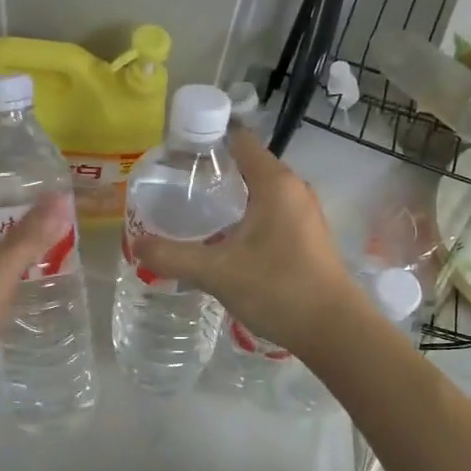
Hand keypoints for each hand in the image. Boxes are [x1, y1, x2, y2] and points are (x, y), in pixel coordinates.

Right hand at [132, 128, 359, 355]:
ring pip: (260, 192)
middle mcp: (293, 189)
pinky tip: (224, 240)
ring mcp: (304, 213)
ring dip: (230, 198)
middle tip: (175, 187)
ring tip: (194, 213)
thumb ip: (173, 256)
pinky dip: (246, 217)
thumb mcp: (217, 272)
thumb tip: (136, 245)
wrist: (334, 330)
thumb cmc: (278, 288)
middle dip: (213, 172)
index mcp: (275, 182)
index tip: (175, 155)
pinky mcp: (307, 236)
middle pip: (248, 165)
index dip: (206, 140)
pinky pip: (270, 213)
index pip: (239, 140)